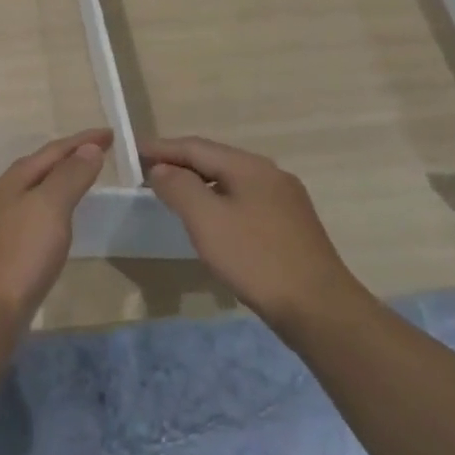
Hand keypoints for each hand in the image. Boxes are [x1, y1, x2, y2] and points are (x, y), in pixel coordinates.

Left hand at [0, 129, 110, 327]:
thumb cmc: (19, 255)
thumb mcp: (50, 207)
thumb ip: (70, 176)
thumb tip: (89, 148)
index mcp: (13, 181)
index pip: (53, 150)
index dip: (83, 140)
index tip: (112, 134)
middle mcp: (2, 197)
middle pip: (40, 168)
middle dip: (69, 157)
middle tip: (100, 154)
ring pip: (34, 193)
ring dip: (60, 183)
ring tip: (83, 183)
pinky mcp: (2, 255)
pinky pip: (33, 219)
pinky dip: (52, 211)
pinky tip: (58, 227)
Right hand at [143, 136, 359, 330]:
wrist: (320, 308)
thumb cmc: (256, 259)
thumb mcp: (207, 221)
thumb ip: (180, 188)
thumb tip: (162, 168)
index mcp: (249, 166)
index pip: (196, 147)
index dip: (163, 148)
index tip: (135, 150)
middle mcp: (270, 173)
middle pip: (216, 160)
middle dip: (181, 163)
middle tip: (150, 172)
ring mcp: (285, 199)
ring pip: (233, 181)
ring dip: (201, 184)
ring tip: (175, 194)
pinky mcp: (292, 226)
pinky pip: (246, 201)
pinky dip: (220, 201)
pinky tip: (213, 221)